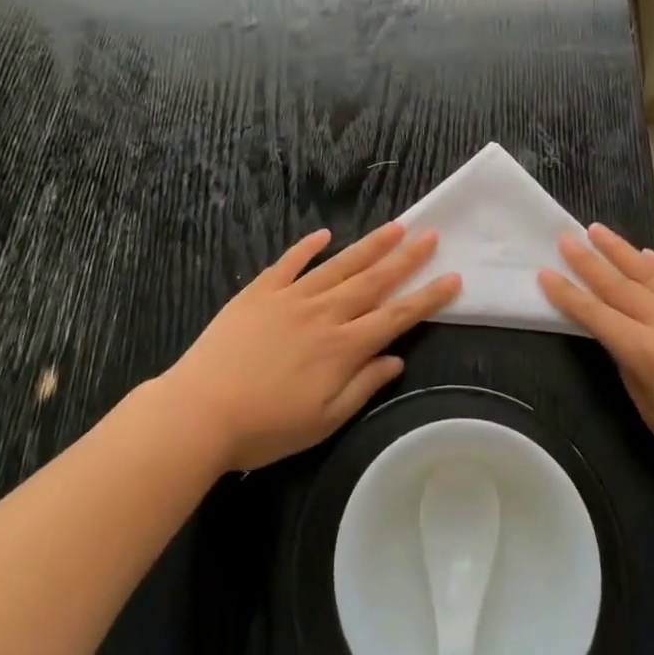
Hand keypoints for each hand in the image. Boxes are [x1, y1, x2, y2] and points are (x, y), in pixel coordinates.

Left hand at [162, 222, 460, 471]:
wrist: (201, 411)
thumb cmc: (266, 427)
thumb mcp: (323, 421)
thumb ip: (362, 386)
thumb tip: (396, 360)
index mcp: (343, 347)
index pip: (396, 316)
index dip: (427, 297)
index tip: (452, 278)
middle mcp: (325, 313)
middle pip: (373, 280)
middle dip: (406, 259)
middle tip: (431, 235)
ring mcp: (291, 297)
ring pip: (339, 265)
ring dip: (369, 245)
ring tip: (395, 226)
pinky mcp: (260, 291)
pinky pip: (289, 262)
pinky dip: (308, 247)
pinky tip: (325, 234)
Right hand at [537, 225, 653, 522]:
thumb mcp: (650, 410)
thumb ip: (628, 362)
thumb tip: (615, 333)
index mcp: (649, 353)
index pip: (596, 314)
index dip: (567, 294)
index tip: (545, 272)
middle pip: (621, 284)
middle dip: (589, 261)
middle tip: (565, 238)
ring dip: (623, 251)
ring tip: (598, 231)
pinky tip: (648, 255)